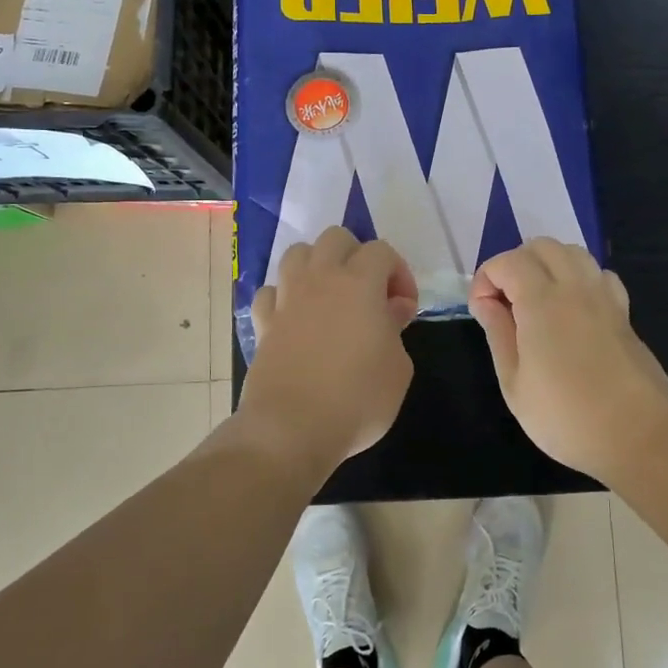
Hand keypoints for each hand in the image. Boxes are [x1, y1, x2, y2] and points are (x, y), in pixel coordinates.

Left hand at [239, 227, 419, 466]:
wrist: (292, 428)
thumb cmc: (358, 398)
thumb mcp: (399, 368)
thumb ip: (396, 330)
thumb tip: (390, 310)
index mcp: (359, 283)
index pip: (381, 250)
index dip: (399, 273)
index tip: (405, 308)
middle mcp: (319, 279)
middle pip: (335, 238)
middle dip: (356, 256)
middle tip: (369, 293)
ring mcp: (287, 299)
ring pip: (297, 254)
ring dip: (317, 266)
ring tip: (330, 298)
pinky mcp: (263, 323)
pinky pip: (271, 292)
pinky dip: (284, 298)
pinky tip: (295, 319)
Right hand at [470, 239, 667, 480]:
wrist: (638, 435)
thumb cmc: (565, 416)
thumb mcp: (514, 383)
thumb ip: (498, 333)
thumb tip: (485, 302)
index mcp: (542, 301)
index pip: (508, 261)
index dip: (486, 279)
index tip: (482, 312)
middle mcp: (575, 287)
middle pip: (542, 246)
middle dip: (516, 264)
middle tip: (506, 303)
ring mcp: (605, 297)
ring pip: (574, 253)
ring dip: (548, 265)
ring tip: (537, 302)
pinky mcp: (624, 313)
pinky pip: (599, 275)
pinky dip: (580, 279)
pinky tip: (573, 310)